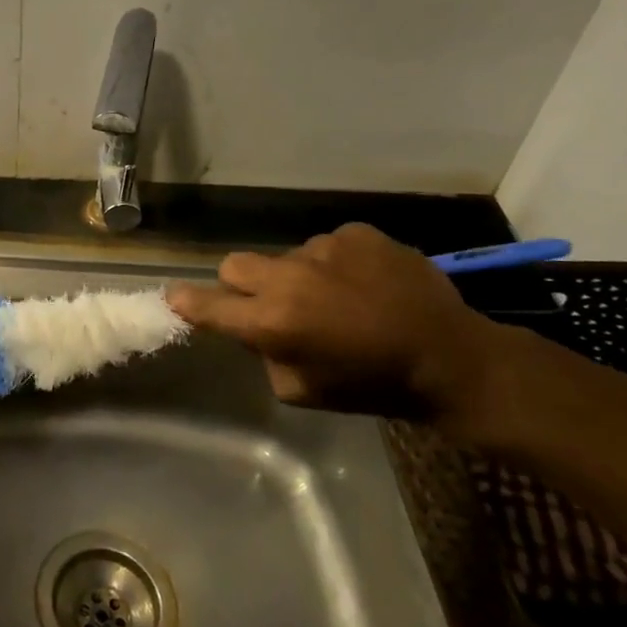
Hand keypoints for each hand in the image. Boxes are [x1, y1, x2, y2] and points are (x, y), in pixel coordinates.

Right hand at [166, 224, 501, 426]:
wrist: (452, 358)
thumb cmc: (372, 386)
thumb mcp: (302, 391)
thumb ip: (265, 356)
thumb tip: (257, 331)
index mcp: (272, 322)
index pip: (207, 305)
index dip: (186, 301)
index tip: (175, 297)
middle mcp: (288, 278)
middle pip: (234, 266)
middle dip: (241, 285)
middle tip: (270, 304)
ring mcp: (323, 249)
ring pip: (286, 257)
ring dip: (297, 277)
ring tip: (338, 298)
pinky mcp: (357, 234)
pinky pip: (327, 246)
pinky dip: (335, 265)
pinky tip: (365, 284)